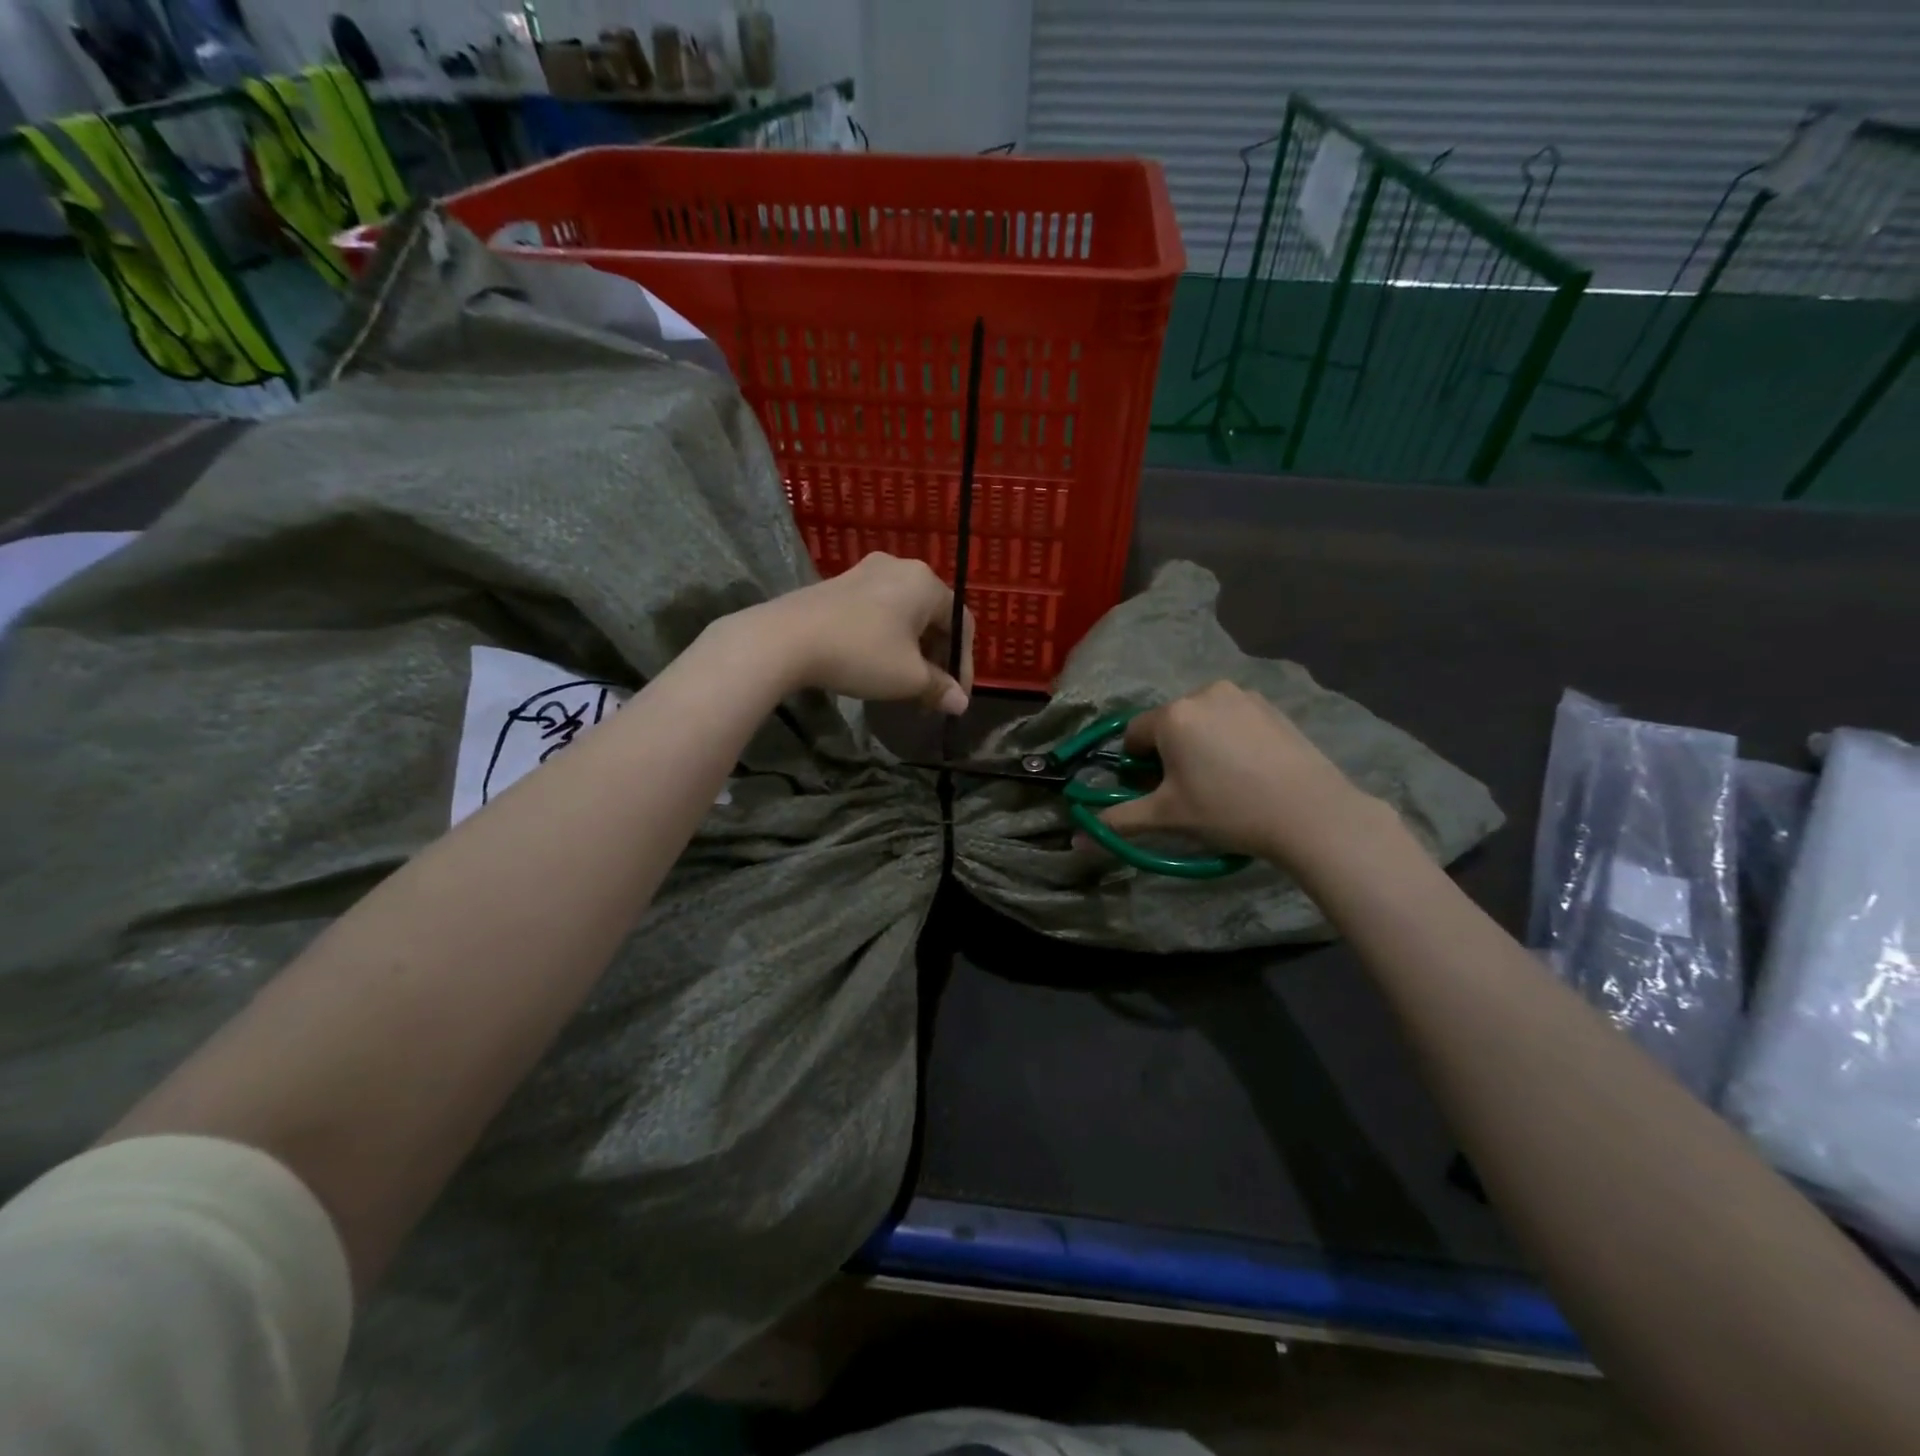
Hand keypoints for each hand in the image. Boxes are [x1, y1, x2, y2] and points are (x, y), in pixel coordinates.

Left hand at [755, 554, 975, 712]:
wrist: (786, 638)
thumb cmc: (861, 653)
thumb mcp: (907, 678)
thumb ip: (939, 688)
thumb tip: (960, 704)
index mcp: (925, 583)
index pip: (961, 624)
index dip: (963, 664)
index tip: (955, 697)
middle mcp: (900, 568)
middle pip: (932, 616)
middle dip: (936, 657)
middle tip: (930, 693)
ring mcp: (865, 572)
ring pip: (903, 614)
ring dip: (911, 650)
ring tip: (904, 682)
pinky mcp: (838, 584)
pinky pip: (877, 611)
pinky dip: (886, 638)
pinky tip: (875, 662)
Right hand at [1097, 681, 1383, 867]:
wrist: (1309, 811)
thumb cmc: (1228, 810)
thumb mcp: (1167, 817)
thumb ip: (1119, 821)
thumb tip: (1076, 840)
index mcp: (1173, 715)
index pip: (1134, 735)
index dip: (1137, 766)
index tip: (1156, 792)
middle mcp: (1203, 692)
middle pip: (1168, 724)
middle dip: (1168, 752)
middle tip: (1188, 789)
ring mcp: (1241, 695)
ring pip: (1201, 719)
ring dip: (1198, 743)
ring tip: (1221, 779)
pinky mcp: (1270, 706)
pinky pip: (1232, 718)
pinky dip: (1229, 737)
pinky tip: (1247, 768)